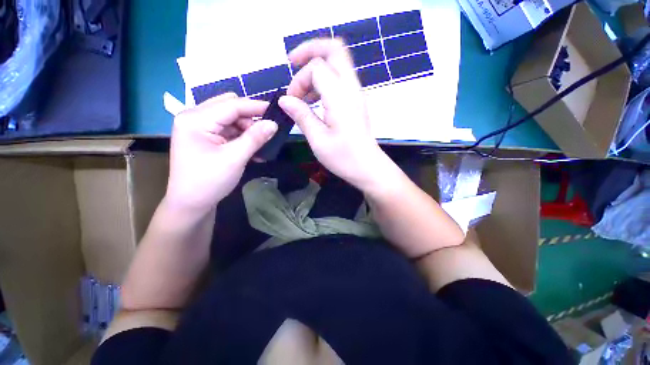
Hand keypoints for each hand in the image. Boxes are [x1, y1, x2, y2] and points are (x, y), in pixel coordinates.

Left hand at [166, 93, 276, 212]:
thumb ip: (255, 138)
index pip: (231, 105)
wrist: (191, 204)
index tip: (276, 111)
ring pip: (230, 119)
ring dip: (247, 130)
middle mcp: (194, 117)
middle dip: (250, 119)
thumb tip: (274, 124)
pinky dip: (241, 137)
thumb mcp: (235, 158)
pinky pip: (227, 130)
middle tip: (266, 134)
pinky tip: (252, 149)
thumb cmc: (209, 181)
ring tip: (260, 146)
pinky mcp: (204, 137)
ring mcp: (198, 127)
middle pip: (229, 107)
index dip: (256, 107)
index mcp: (195, 119)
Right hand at [279, 39, 389, 190]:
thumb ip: (302, 116)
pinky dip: (325, 80)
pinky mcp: (357, 102)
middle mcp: (351, 88)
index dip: (299, 81)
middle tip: (292, 64)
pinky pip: (341, 79)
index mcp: (340, 96)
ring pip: (339, 63)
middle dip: (310, 50)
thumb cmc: (344, 158)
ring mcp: (357, 94)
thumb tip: (285, 100)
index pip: (316, 68)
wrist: (368, 168)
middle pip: (335, 49)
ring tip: (303, 91)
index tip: (292, 102)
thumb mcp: (318, 140)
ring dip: (318, 67)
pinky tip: (316, 100)